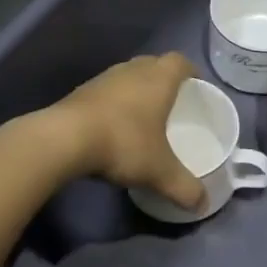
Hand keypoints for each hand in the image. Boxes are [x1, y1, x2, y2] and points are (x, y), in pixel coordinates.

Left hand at [51, 54, 205, 209]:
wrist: (64, 139)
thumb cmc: (123, 143)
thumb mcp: (159, 171)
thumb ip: (184, 187)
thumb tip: (203, 204)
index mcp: (158, 79)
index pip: (180, 62)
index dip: (190, 72)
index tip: (195, 87)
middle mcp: (132, 71)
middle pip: (153, 64)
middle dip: (164, 79)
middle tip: (172, 103)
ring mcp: (103, 79)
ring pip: (127, 76)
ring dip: (136, 90)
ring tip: (142, 115)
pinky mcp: (79, 92)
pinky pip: (106, 91)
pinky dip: (114, 103)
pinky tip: (113, 126)